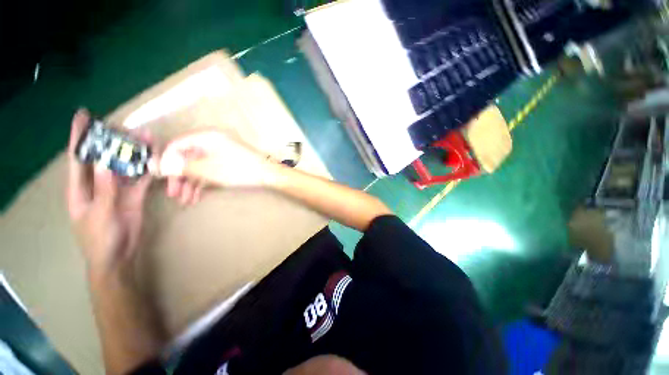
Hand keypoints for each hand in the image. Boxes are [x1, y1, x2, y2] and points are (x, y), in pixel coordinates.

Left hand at [67, 109, 151, 278]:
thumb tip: (105, 161)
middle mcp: (98, 184)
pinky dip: (147, 169)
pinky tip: (155, 159)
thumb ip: (104, 189)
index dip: (79, 136)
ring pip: (125, 166)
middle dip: (114, 141)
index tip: (84, 115)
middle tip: (127, 127)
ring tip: (146, 138)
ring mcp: (117, 189)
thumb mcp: (100, 213)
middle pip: (105, 157)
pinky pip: (140, 179)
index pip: (78, 157)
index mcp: (81, 187)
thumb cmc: (99, 238)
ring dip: (135, 153)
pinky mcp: (133, 196)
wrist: (118, 255)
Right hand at [159, 129, 273, 204]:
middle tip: (173, 194)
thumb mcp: (208, 169)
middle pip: (188, 157)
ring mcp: (221, 152)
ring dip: (191, 183)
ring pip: (199, 166)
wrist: (267, 174)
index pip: (177, 144)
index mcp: (206, 136)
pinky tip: (197, 196)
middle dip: (180, 177)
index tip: (159, 177)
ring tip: (185, 200)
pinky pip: (211, 170)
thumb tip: (158, 165)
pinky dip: (204, 182)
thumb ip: (182, 166)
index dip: (166, 161)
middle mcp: (212, 141)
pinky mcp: (228, 162)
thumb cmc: (238, 169)